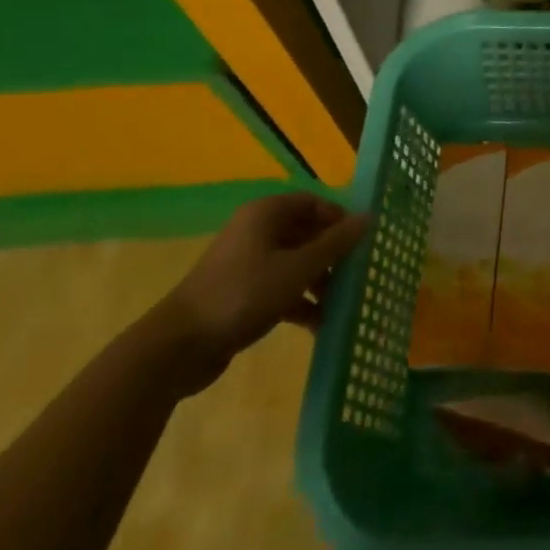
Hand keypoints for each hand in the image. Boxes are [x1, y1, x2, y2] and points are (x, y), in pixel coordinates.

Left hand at [155, 194, 368, 392]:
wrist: (179, 347)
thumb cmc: (243, 294)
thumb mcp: (297, 268)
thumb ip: (335, 243)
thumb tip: (369, 217)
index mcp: (266, 214)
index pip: (314, 203)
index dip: (340, 219)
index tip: (362, 242)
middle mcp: (256, 232)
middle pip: (306, 233)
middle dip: (333, 255)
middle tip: (358, 274)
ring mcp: (247, 264)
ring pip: (295, 263)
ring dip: (320, 282)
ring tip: (343, 304)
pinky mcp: (241, 294)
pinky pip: (281, 288)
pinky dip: (301, 302)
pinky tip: (320, 325)